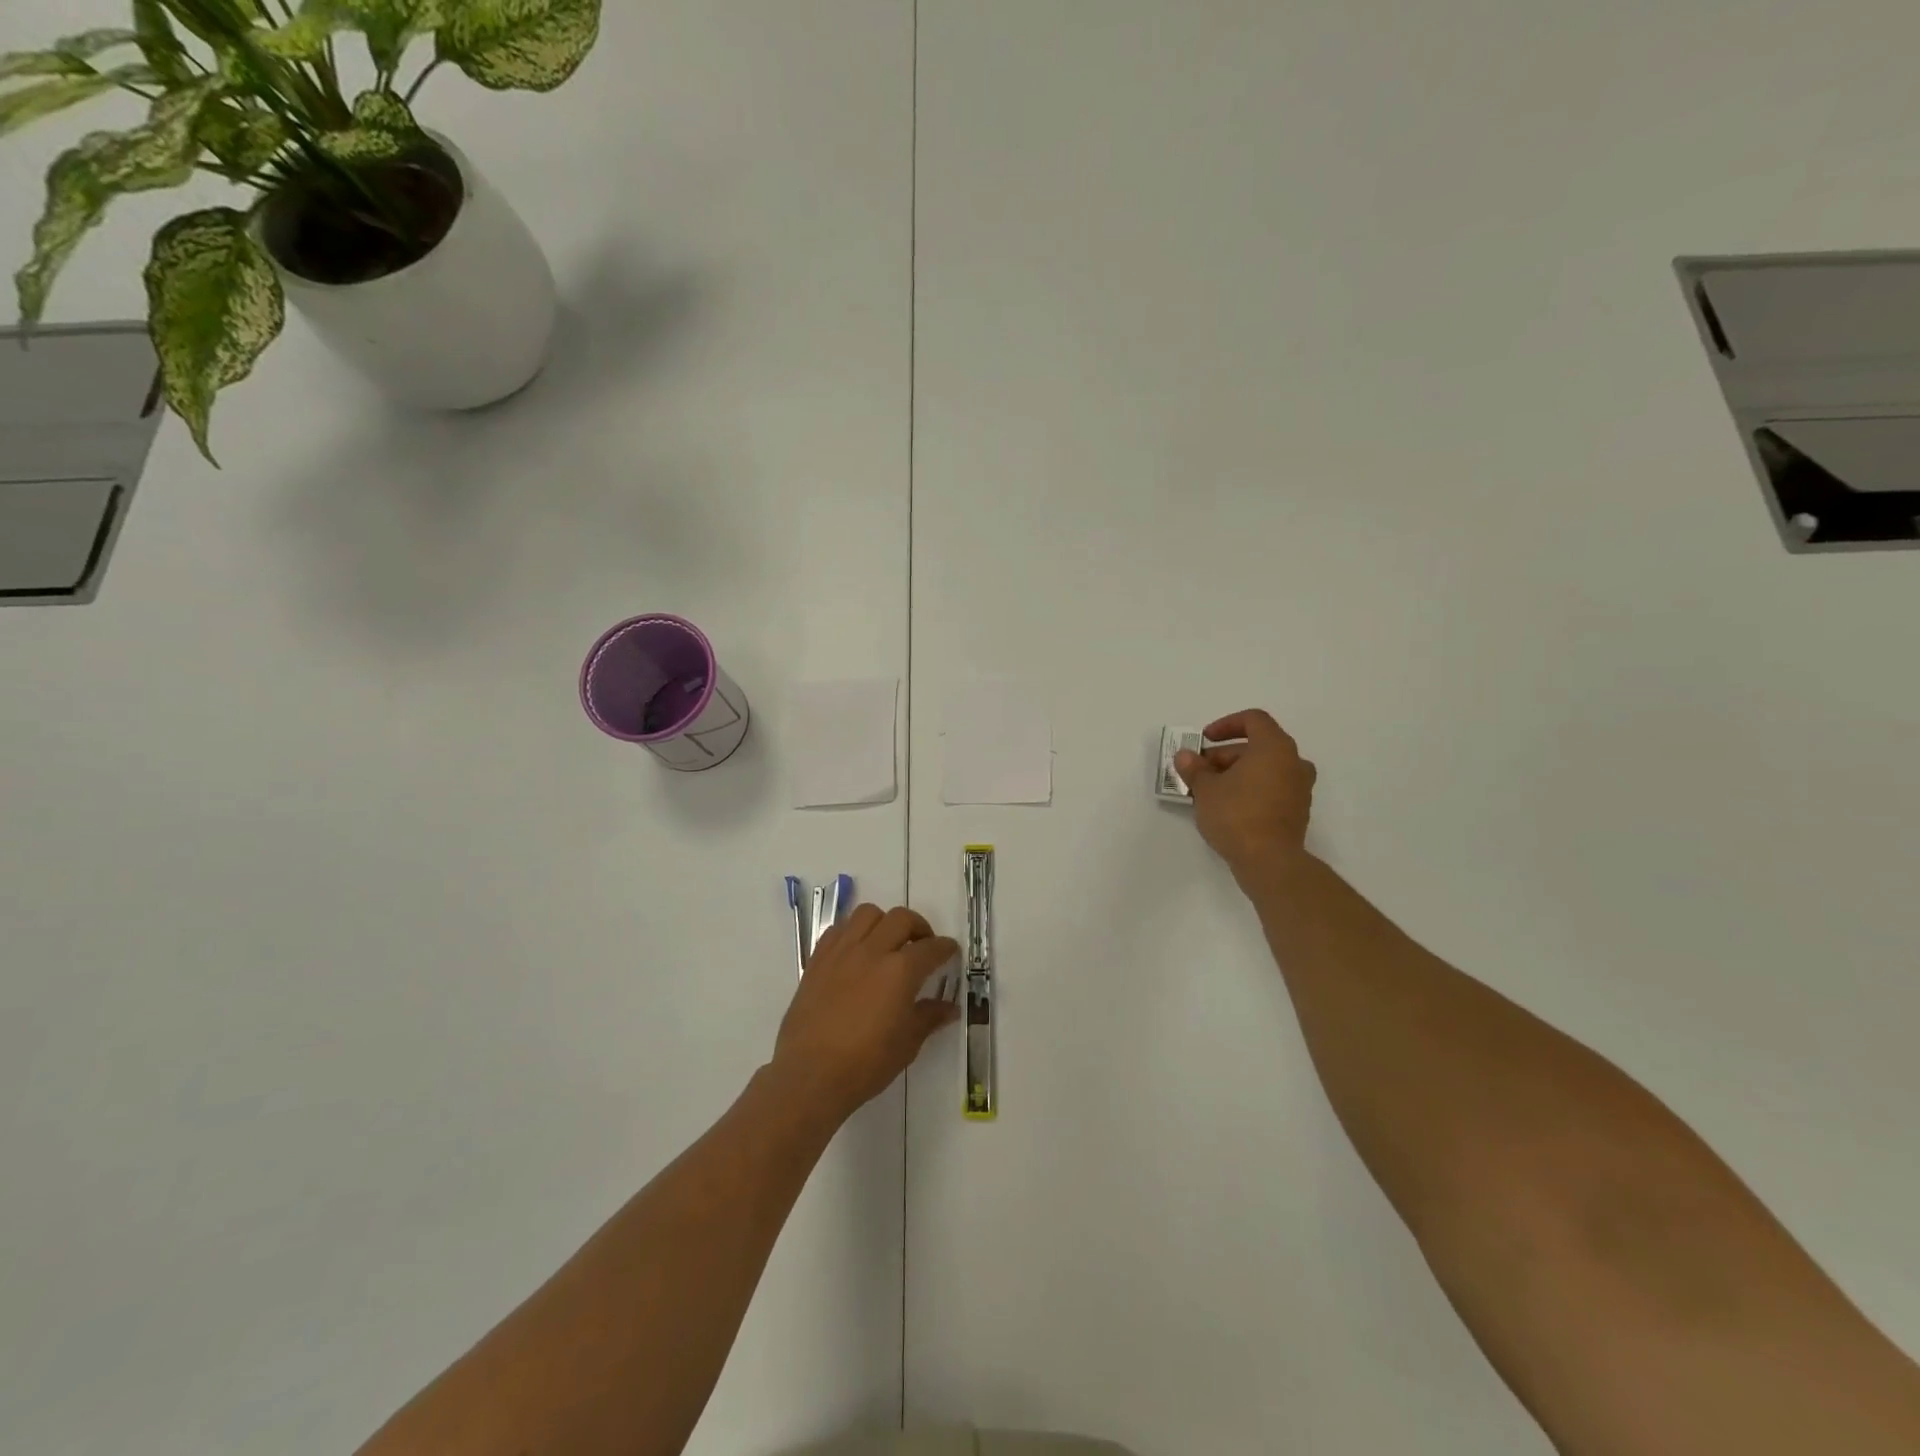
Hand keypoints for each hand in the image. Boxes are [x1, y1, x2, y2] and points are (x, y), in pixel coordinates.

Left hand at [770, 904, 960, 1127]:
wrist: (810, 1075)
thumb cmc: (865, 1063)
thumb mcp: (907, 1044)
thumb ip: (928, 1018)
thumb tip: (949, 1008)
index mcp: (900, 971)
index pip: (931, 948)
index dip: (945, 948)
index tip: (950, 951)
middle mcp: (872, 951)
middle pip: (900, 919)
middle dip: (918, 927)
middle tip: (922, 945)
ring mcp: (842, 952)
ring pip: (867, 914)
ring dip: (884, 922)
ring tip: (888, 942)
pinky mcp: (818, 960)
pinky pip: (838, 930)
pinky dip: (853, 932)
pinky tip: (857, 952)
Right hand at [1175, 709, 1316, 883]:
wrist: (1269, 861)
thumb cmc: (1236, 815)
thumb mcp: (1205, 789)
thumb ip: (1194, 768)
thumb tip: (1185, 756)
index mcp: (1274, 748)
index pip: (1253, 720)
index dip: (1226, 724)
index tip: (1204, 740)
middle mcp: (1293, 762)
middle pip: (1257, 746)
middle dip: (1225, 755)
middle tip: (1199, 771)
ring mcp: (1300, 788)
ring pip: (1265, 768)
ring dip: (1237, 773)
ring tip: (1210, 790)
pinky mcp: (1298, 811)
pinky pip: (1272, 788)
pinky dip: (1251, 788)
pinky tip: (1228, 807)